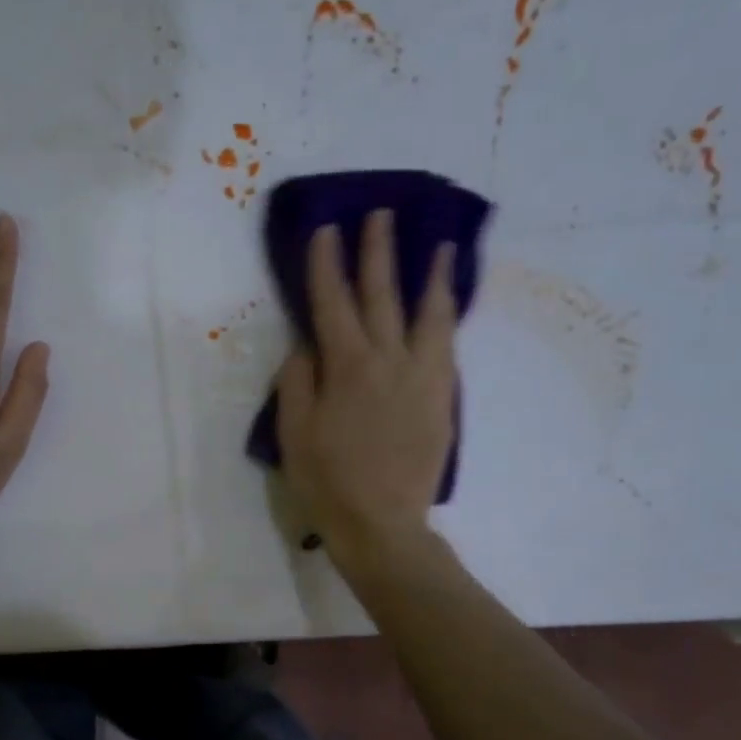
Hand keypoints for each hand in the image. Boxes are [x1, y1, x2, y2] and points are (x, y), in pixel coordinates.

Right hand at [275, 209, 457, 563]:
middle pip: (382, 295)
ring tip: (440, 245)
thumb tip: (306, 345)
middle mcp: (389, 360)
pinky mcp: (442, 398)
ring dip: (432, 276)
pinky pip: (447, 345)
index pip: (333, 302)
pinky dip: (446, 317)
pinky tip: (446, 306)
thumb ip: (297, 382)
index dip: (327, 264)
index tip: (327, 229)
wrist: (382, 524)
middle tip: (381, 215)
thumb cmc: (327, 481)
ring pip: (430, 315)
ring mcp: (423, 377)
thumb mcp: (294, 433)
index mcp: (347, 367)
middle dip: (378, 253)